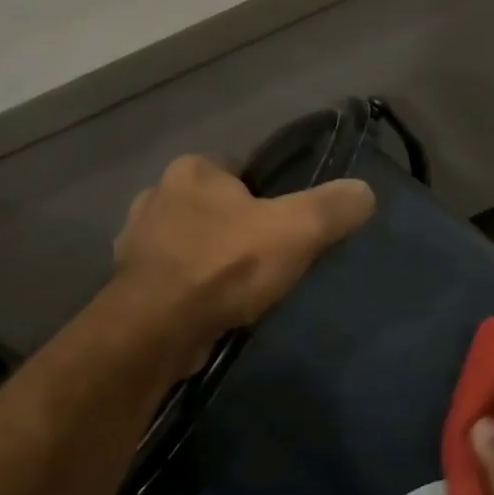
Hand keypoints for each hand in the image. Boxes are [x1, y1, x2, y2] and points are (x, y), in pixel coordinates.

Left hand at [113, 154, 375, 347]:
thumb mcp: (297, 230)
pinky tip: (210, 306)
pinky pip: (170, 275)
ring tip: (239, 286)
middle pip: (212, 205)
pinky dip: (189, 286)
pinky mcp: (128, 282)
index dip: (265, 192)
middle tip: (267, 256)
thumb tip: (365, 192)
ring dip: (209, 257)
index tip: (284, 222)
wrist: (159, 327)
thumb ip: (333, 207)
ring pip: (188, 240)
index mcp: (192, 170)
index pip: (237, 167)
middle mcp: (156, 195)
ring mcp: (136, 240)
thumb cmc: (227, 265)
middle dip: (235, 226)